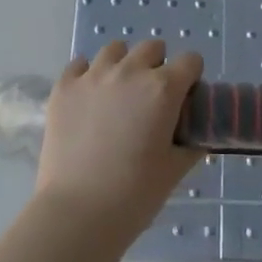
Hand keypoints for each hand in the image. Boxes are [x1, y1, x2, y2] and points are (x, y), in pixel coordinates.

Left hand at [35, 39, 202, 238]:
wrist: (78, 213)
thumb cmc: (134, 195)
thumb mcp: (174, 171)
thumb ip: (190, 145)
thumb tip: (197, 136)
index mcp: (163, 89)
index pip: (190, 61)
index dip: (191, 78)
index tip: (185, 98)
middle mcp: (130, 71)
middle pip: (152, 47)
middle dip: (157, 66)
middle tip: (151, 98)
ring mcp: (94, 76)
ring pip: (115, 49)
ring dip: (123, 64)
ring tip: (118, 93)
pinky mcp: (64, 87)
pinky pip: (79, 64)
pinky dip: (88, 75)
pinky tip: (88, 98)